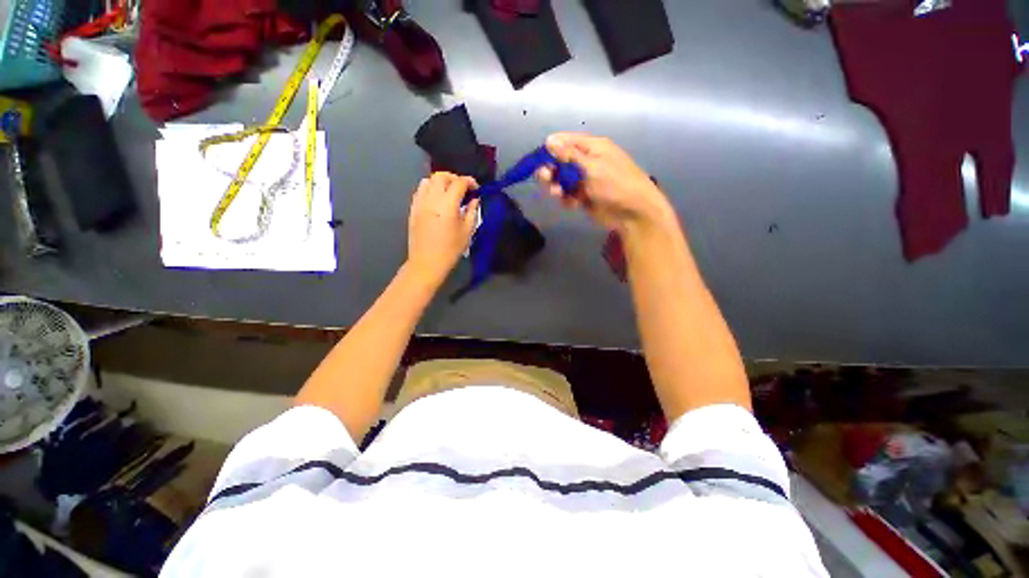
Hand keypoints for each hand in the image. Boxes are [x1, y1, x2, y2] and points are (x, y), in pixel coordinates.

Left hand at [406, 172, 479, 285]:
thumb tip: (474, 200)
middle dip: (454, 178)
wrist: (427, 262)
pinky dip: (430, 189)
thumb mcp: (467, 232)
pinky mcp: (413, 209)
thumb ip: (472, 212)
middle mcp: (432, 199)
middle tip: (463, 188)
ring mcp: (419, 203)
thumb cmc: (451, 250)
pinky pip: (420, 191)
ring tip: (448, 193)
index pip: (459, 183)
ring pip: (428, 180)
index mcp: (448, 205)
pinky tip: (437, 201)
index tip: (476, 188)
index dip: (469, 182)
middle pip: (441, 176)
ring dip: (440, 182)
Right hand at [537, 133, 673, 234]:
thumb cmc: (616, 184)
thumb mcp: (592, 167)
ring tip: (558, 194)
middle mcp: (587, 162)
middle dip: (551, 169)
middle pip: (561, 161)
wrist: (632, 213)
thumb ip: (569, 155)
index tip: (538, 158)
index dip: (551, 148)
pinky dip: (566, 199)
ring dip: (557, 186)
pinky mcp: (584, 197)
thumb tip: (550, 140)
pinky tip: (570, 203)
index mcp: (593, 147)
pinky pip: (568, 195)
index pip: (567, 141)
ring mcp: (585, 181)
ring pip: (562, 180)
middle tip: (545, 178)